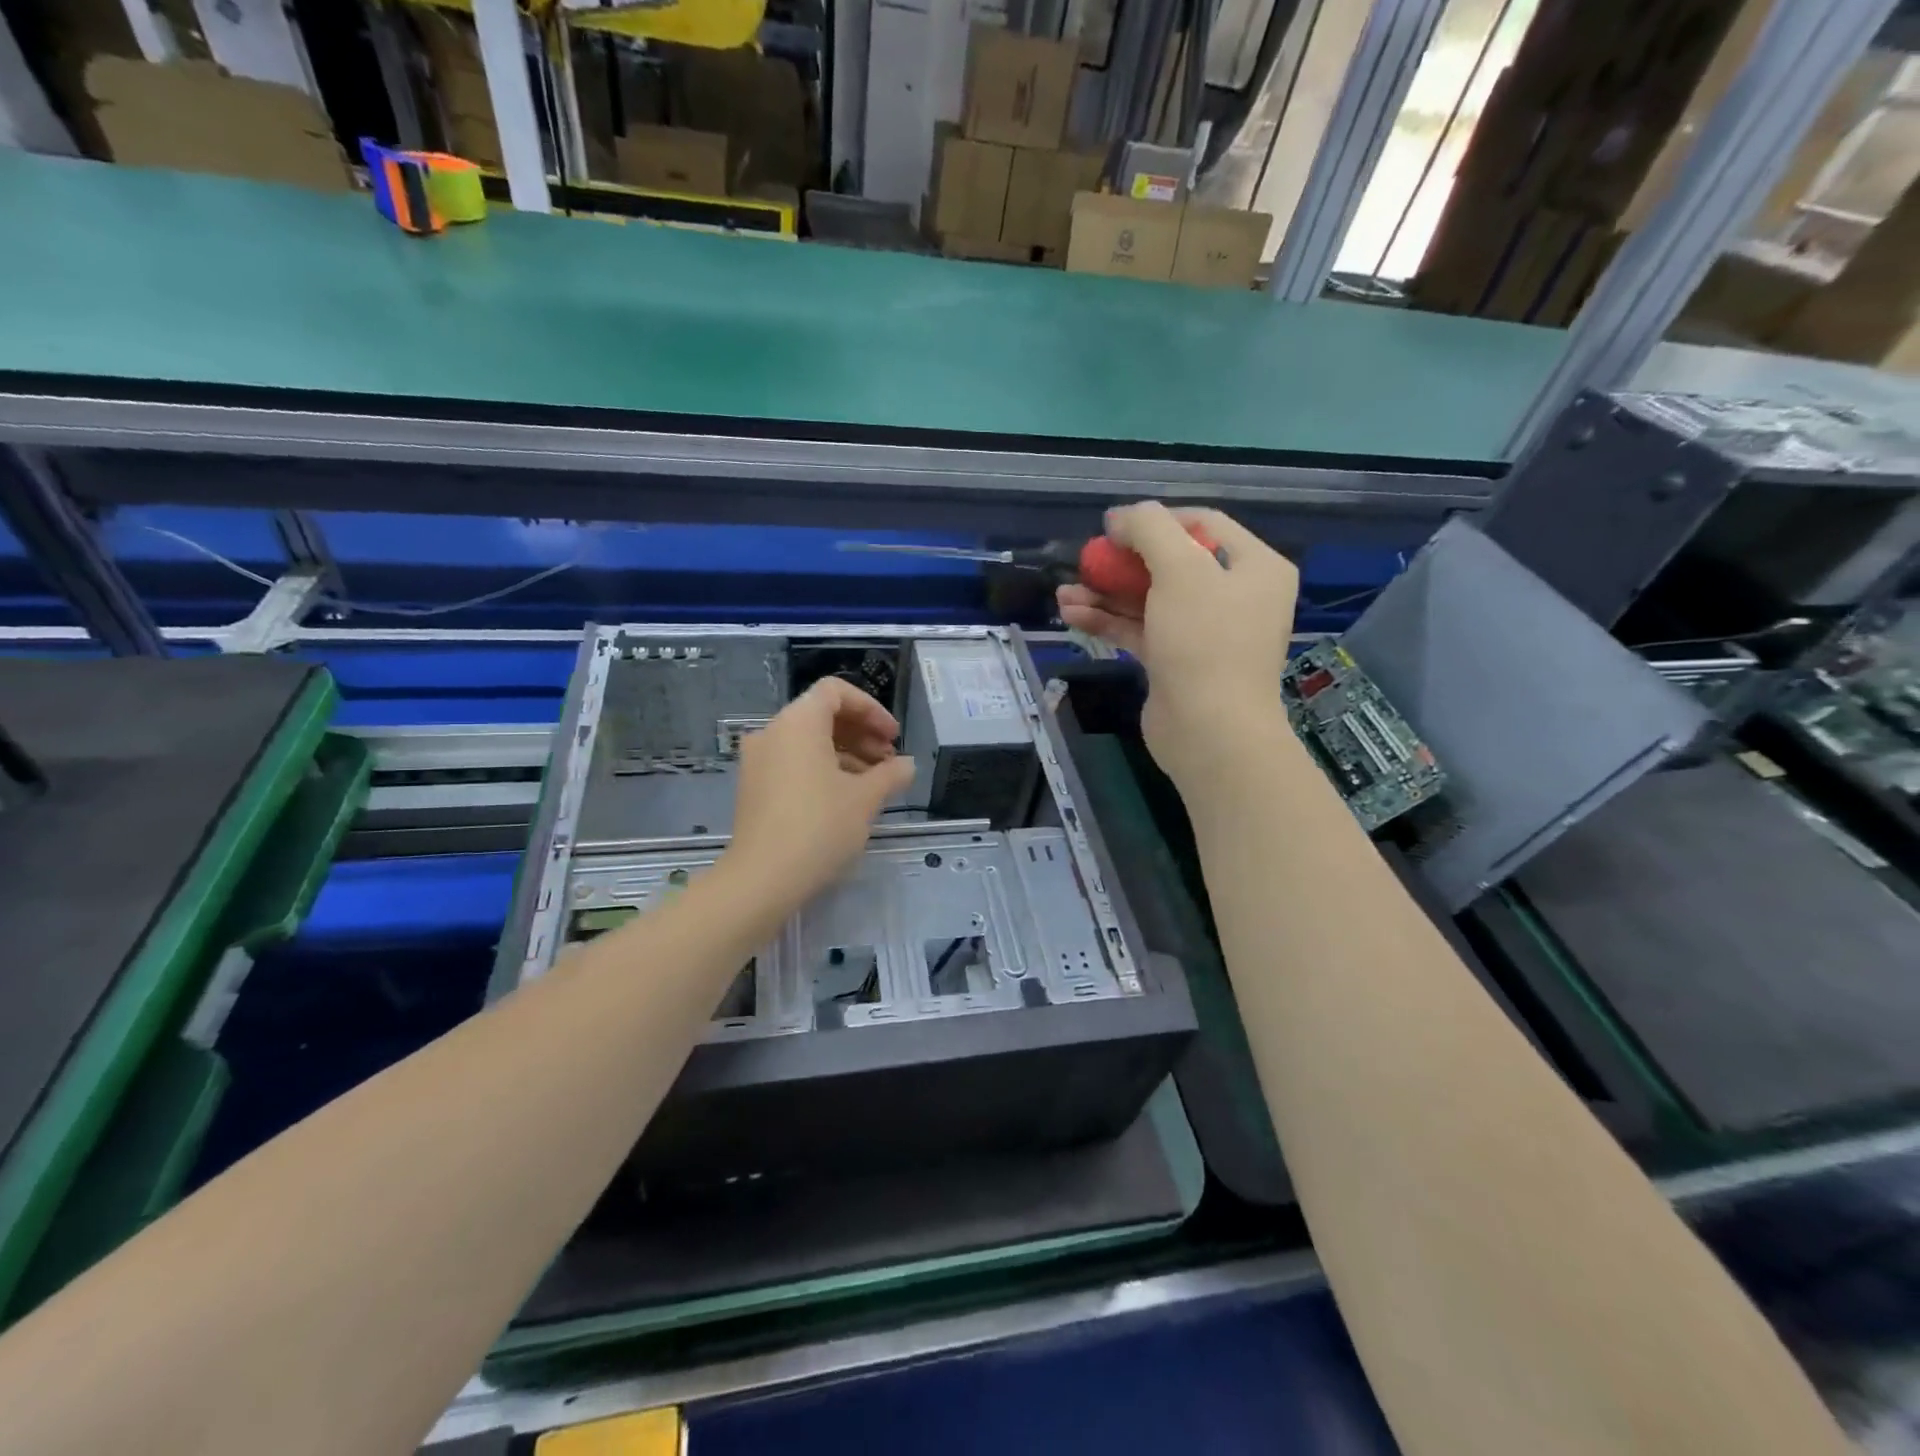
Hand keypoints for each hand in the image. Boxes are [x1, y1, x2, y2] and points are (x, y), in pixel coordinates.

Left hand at [724, 676, 916, 915]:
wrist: (763, 878)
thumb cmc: (819, 826)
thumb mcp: (865, 798)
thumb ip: (891, 773)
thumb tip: (907, 765)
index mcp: (798, 722)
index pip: (836, 691)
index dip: (871, 709)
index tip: (892, 737)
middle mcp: (773, 731)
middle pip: (822, 715)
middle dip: (861, 733)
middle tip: (889, 761)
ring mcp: (758, 760)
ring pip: (808, 741)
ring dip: (845, 753)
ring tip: (874, 783)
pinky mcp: (753, 786)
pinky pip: (793, 762)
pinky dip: (822, 769)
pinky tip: (846, 797)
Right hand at [1058, 502, 1298, 785]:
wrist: (1210, 732)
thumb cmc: (1205, 641)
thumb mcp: (1180, 570)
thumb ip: (1149, 529)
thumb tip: (1120, 516)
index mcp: (1254, 567)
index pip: (1203, 524)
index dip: (1156, 519)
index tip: (1114, 528)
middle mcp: (1235, 596)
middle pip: (1172, 563)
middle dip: (1123, 562)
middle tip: (1087, 561)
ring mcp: (1205, 633)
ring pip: (1150, 600)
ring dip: (1107, 593)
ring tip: (1064, 592)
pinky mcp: (1178, 663)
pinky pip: (1141, 630)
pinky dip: (1110, 621)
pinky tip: (1072, 615)